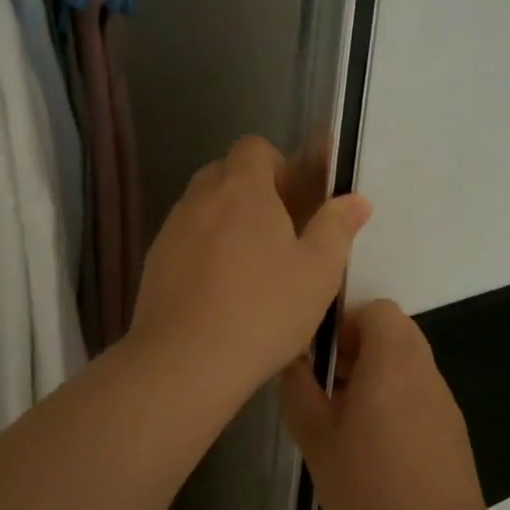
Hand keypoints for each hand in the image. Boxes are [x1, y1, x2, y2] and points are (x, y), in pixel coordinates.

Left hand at [129, 137, 369, 403]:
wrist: (184, 361)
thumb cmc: (263, 311)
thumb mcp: (318, 273)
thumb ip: (336, 228)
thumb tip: (355, 199)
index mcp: (243, 190)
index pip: (253, 147)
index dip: (276, 164)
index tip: (293, 199)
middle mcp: (201, 199)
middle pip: (224, 172)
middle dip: (250, 190)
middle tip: (277, 231)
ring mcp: (171, 229)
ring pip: (201, 205)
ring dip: (224, 219)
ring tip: (248, 264)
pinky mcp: (153, 261)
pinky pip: (183, 238)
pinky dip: (201, 248)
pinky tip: (217, 289)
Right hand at [279, 300, 492, 509]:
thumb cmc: (370, 487)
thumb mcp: (316, 438)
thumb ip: (299, 389)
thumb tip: (292, 359)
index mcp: (392, 360)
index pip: (377, 309)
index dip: (346, 322)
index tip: (323, 356)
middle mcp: (423, 369)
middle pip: (393, 331)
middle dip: (358, 347)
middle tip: (329, 384)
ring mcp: (442, 398)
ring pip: (406, 361)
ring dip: (376, 373)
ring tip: (346, 417)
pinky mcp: (451, 427)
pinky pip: (418, 391)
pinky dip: (395, 398)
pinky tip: (375, 446)